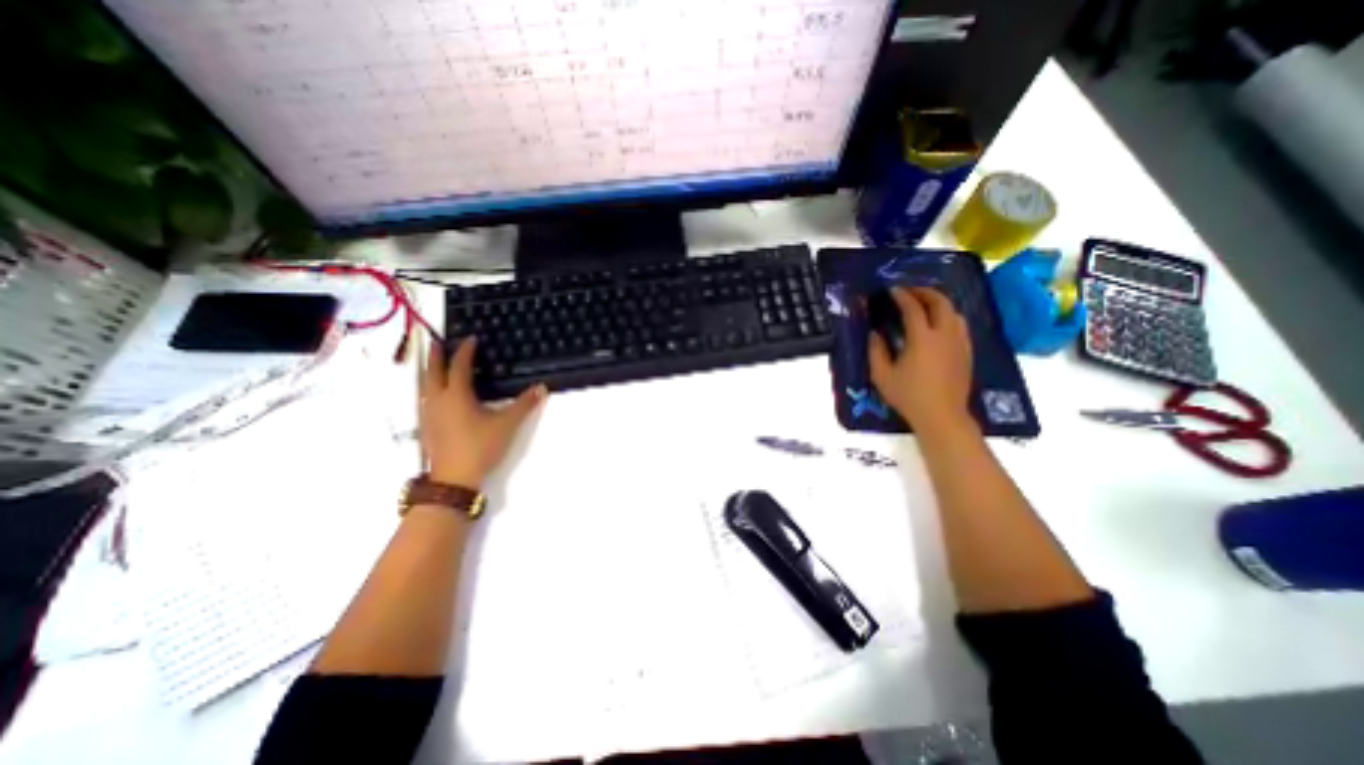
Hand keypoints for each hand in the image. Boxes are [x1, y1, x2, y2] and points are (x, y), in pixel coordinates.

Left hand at [418, 336, 546, 486]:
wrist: (454, 478)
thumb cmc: (480, 446)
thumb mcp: (507, 424)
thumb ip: (524, 405)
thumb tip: (541, 388)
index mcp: (456, 395)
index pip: (459, 366)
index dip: (465, 351)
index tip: (470, 339)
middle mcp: (438, 400)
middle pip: (433, 372)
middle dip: (435, 356)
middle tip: (436, 341)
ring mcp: (428, 414)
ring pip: (424, 386)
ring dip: (428, 371)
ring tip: (432, 364)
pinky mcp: (427, 427)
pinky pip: (425, 399)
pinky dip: (429, 388)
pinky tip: (435, 395)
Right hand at [868, 286, 974, 431]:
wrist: (941, 416)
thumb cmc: (908, 396)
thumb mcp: (882, 375)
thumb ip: (876, 351)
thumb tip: (875, 334)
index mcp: (922, 339)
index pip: (913, 308)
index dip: (902, 296)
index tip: (892, 290)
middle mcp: (945, 335)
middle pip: (940, 302)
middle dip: (925, 292)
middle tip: (910, 292)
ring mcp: (959, 343)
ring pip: (954, 312)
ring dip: (939, 302)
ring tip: (924, 305)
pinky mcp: (967, 352)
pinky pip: (960, 325)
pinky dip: (948, 316)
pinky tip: (938, 325)